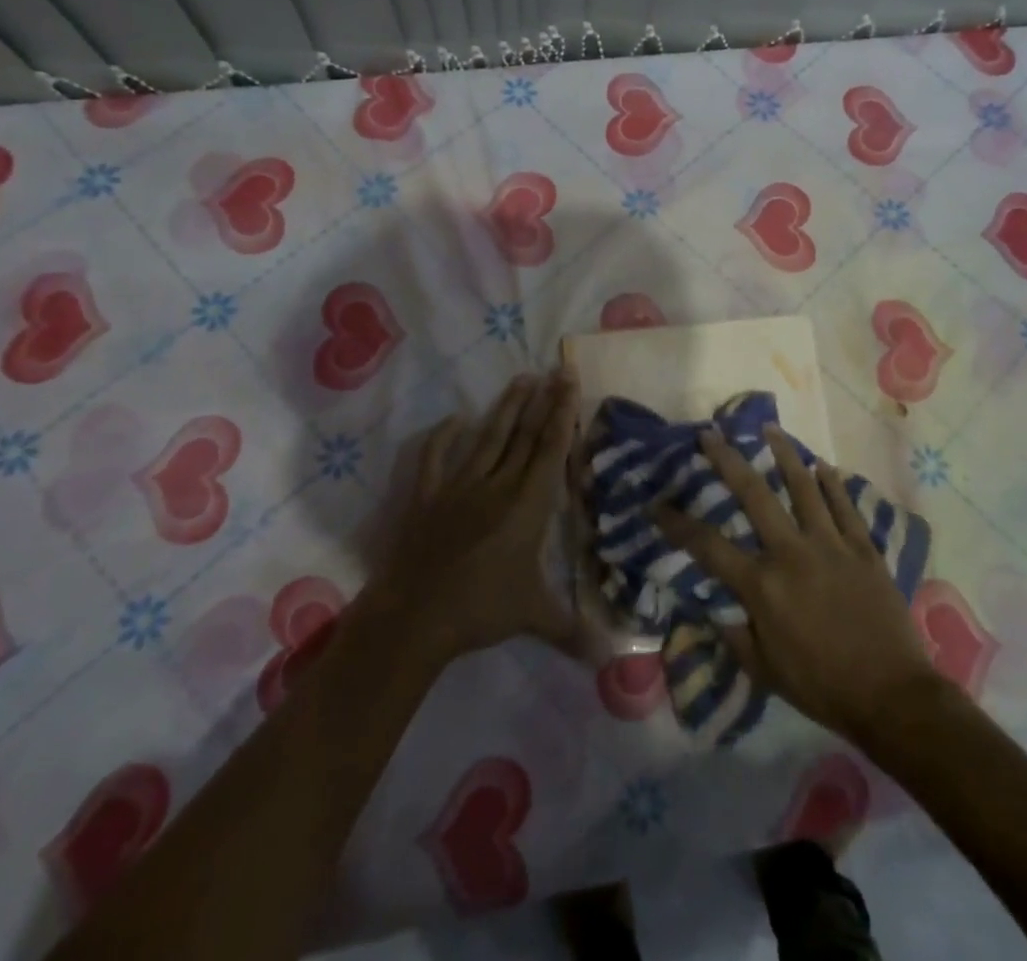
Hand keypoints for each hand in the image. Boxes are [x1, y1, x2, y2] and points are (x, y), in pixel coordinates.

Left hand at [367, 371, 580, 664]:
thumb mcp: (533, 616)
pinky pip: (435, 458)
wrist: (415, 616)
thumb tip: (611, 656)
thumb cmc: (480, 610)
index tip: (570, 383)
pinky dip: (443, 436)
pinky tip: (455, 419)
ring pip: (488, 438)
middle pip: (524, 435)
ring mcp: (459, 486)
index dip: (563, 414)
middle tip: (555, 370)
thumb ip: (572, 629)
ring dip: (506, 407)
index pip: (550, 450)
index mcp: (527, 505)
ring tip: (521, 379)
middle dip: (543, 400)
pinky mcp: (427, 496)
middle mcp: (497, 485)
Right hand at [655, 424, 938, 744]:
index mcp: (762, 585)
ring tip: (770, 429)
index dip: (678, 523)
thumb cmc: (823, 687)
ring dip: (784, 454)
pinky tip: (822, 466)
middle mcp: (792, 553)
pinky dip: (832, 484)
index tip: (657, 504)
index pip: (708, 546)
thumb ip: (737, 636)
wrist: (892, 696)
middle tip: (711, 434)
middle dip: (727, 461)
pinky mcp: (863, 548)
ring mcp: (831, 545)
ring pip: (803, 487)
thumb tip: (716, 611)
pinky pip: (845, 506)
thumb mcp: (766, 671)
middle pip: (754, 495)